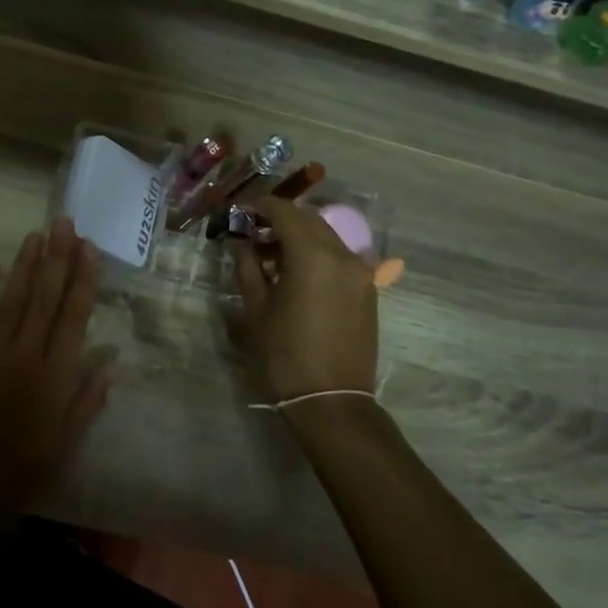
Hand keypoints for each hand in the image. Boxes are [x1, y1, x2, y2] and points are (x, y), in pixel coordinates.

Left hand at [0, 218, 112, 532]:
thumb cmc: (21, 471)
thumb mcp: (66, 445)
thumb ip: (87, 401)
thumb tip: (110, 362)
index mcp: (54, 377)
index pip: (72, 318)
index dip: (83, 280)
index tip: (89, 248)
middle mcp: (24, 356)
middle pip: (43, 299)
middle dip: (56, 258)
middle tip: (63, 222)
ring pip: (12, 301)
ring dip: (25, 266)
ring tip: (36, 234)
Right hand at [229, 198, 379, 405]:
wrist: (331, 401)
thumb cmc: (285, 354)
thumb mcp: (256, 308)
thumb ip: (247, 266)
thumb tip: (240, 241)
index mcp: (313, 255)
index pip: (285, 211)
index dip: (260, 206)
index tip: (240, 212)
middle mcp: (342, 255)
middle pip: (309, 219)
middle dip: (280, 219)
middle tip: (252, 231)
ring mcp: (360, 272)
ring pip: (326, 236)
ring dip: (299, 236)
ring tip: (270, 255)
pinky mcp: (367, 289)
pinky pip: (339, 256)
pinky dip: (316, 253)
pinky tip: (295, 273)